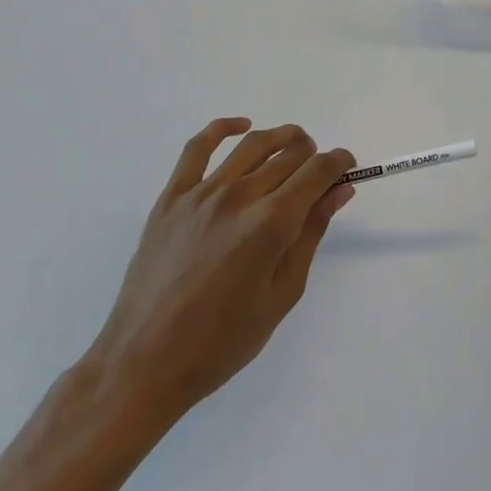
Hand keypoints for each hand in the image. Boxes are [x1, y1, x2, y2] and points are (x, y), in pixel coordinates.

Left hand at [84, 119, 354, 434]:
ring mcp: (201, 194)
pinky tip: (242, 126)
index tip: (347, 169)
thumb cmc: (223, 341)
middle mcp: (239, 197)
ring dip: (282, 138)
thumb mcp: (283, 293)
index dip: (340, 163)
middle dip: (314, 156)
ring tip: (295, 146)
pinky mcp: (171, 198)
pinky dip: (223, 127)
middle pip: (290, 154)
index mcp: (271, 223)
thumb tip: (339, 191)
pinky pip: (197, 147)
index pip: (318, 170)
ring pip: (253, 144)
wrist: (144, 364)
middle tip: (319, 175)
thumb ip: (311, 234)